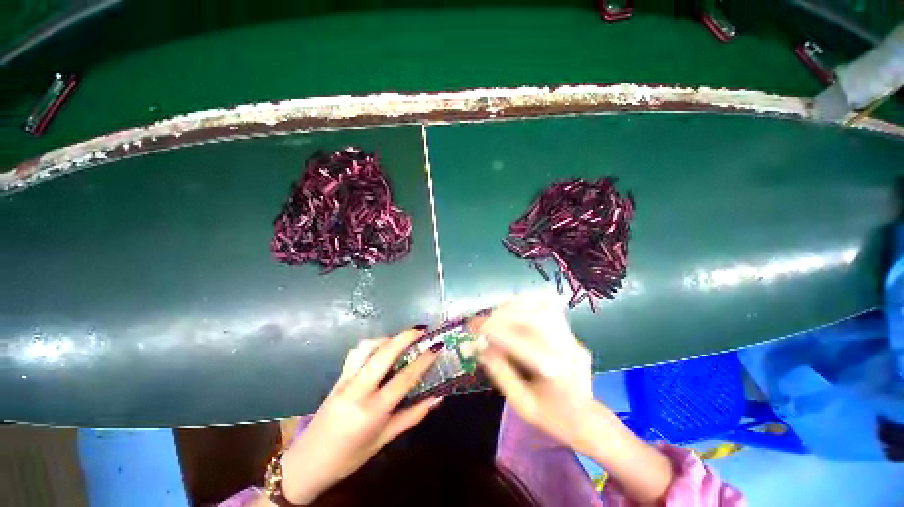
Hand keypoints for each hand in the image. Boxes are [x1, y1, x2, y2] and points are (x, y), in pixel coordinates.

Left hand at [278, 330, 442, 504]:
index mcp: (372, 411)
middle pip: (384, 353)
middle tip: (421, 330)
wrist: (306, 464)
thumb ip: (412, 416)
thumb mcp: (383, 440)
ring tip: (401, 340)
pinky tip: (379, 350)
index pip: (404, 379)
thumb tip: (438, 398)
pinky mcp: (337, 378)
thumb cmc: (349, 458)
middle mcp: (357, 390)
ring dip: (386, 338)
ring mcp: (344, 381)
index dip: (424, 360)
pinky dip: (371, 345)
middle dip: (405, 336)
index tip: (437, 346)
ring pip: (366, 347)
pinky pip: (355, 353)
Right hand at [472, 299, 674, 503]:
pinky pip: (548, 309)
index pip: (522, 344)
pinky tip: (513, 311)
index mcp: (556, 374)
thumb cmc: (552, 418)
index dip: (495, 332)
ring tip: (495, 314)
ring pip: (543, 308)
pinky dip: (527, 305)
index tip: (475, 329)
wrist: (587, 420)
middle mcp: (568, 350)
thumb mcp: (521, 404)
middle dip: (504, 316)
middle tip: (484, 322)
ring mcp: (573, 339)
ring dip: (514, 307)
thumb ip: (500, 373)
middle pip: (536, 319)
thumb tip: (480, 346)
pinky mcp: (571, 333)